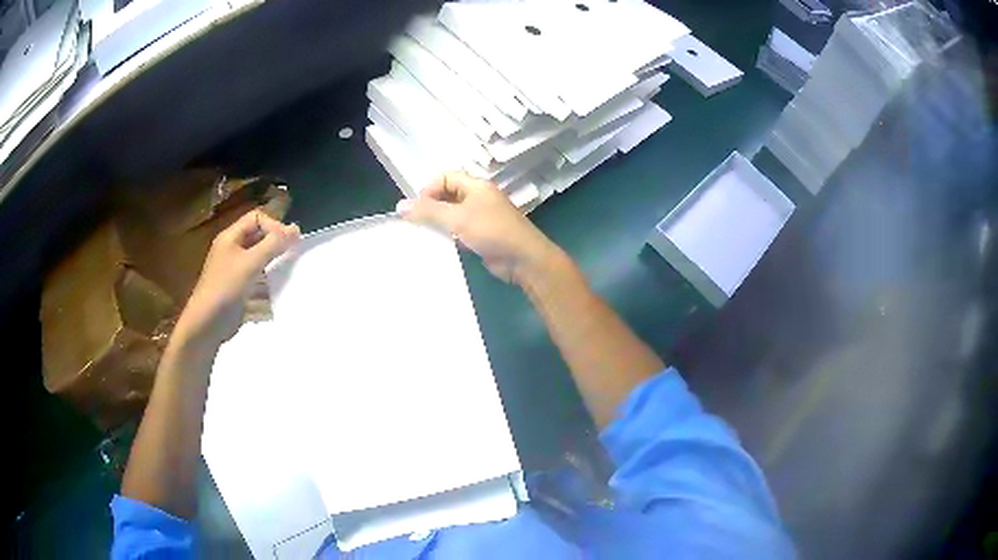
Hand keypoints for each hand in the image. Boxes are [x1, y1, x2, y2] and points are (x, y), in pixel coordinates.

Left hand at [174, 210, 299, 349]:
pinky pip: (257, 282)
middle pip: (258, 239)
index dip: (274, 226)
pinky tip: (277, 295)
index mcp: (231, 238)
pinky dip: (268, 286)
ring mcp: (234, 272)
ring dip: (274, 267)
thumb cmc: (226, 288)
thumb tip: (296, 229)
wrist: (206, 325)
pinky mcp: (238, 291)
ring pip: (259, 261)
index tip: (288, 243)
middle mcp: (232, 251)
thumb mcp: (250, 263)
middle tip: (292, 257)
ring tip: (288, 276)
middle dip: (276, 246)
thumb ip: (273, 245)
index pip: (257, 218)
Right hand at [397, 172, 557, 283]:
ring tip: (422, 235)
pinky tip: (437, 246)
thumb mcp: (458, 218)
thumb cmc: (492, 231)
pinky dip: (447, 236)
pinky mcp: (481, 236)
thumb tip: (400, 206)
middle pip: (447, 195)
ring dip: (437, 223)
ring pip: (452, 214)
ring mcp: (480, 217)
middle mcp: (478, 198)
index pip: (445, 177)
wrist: (523, 259)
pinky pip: (458, 231)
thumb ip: (429, 212)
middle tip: (415, 223)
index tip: (417, 208)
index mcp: (475, 186)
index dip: (429, 189)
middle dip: (430, 206)